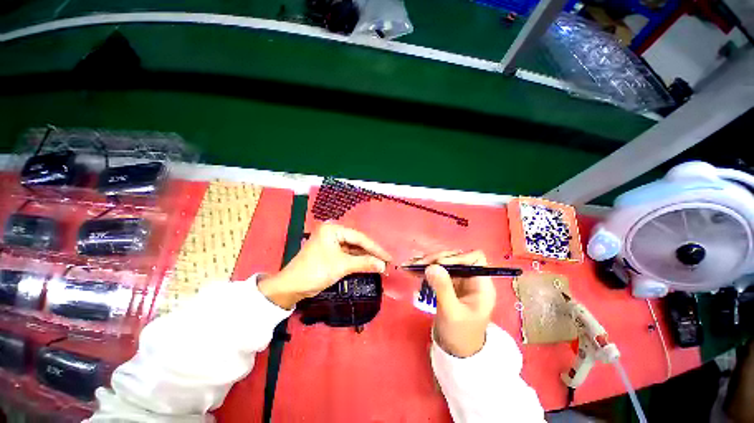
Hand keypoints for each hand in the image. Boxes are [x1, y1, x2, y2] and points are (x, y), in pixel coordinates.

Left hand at [258, 223, 391, 308]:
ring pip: (353, 248)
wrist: (291, 287)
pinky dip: (358, 260)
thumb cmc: (316, 271)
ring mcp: (331, 242)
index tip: (389, 257)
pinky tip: (368, 264)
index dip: (376, 248)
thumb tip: (383, 265)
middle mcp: (333, 232)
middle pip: (357, 242)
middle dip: (371, 252)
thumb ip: (364, 263)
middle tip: (387, 261)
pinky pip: (348, 254)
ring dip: (366, 257)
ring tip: (381, 264)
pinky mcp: (330, 252)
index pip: (360, 237)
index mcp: (333, 229)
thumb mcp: (342, 266)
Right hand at [414, 250, 495, 357]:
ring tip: (410, 264)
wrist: (455, 350)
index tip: (439, 264)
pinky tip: (410, 268)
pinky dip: (423, 268)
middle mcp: (470, 278)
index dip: (457, 257)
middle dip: (436, 259)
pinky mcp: (446, 283)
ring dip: (426, 261)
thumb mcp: (452, 313)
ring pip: (443, 262)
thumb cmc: (460, 335)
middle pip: (455, 257)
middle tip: (418, 264)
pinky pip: (435, 270)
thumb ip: (443, 289)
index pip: (474, 258)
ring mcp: (458, 279)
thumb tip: (431, 266)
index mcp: (481, 284)